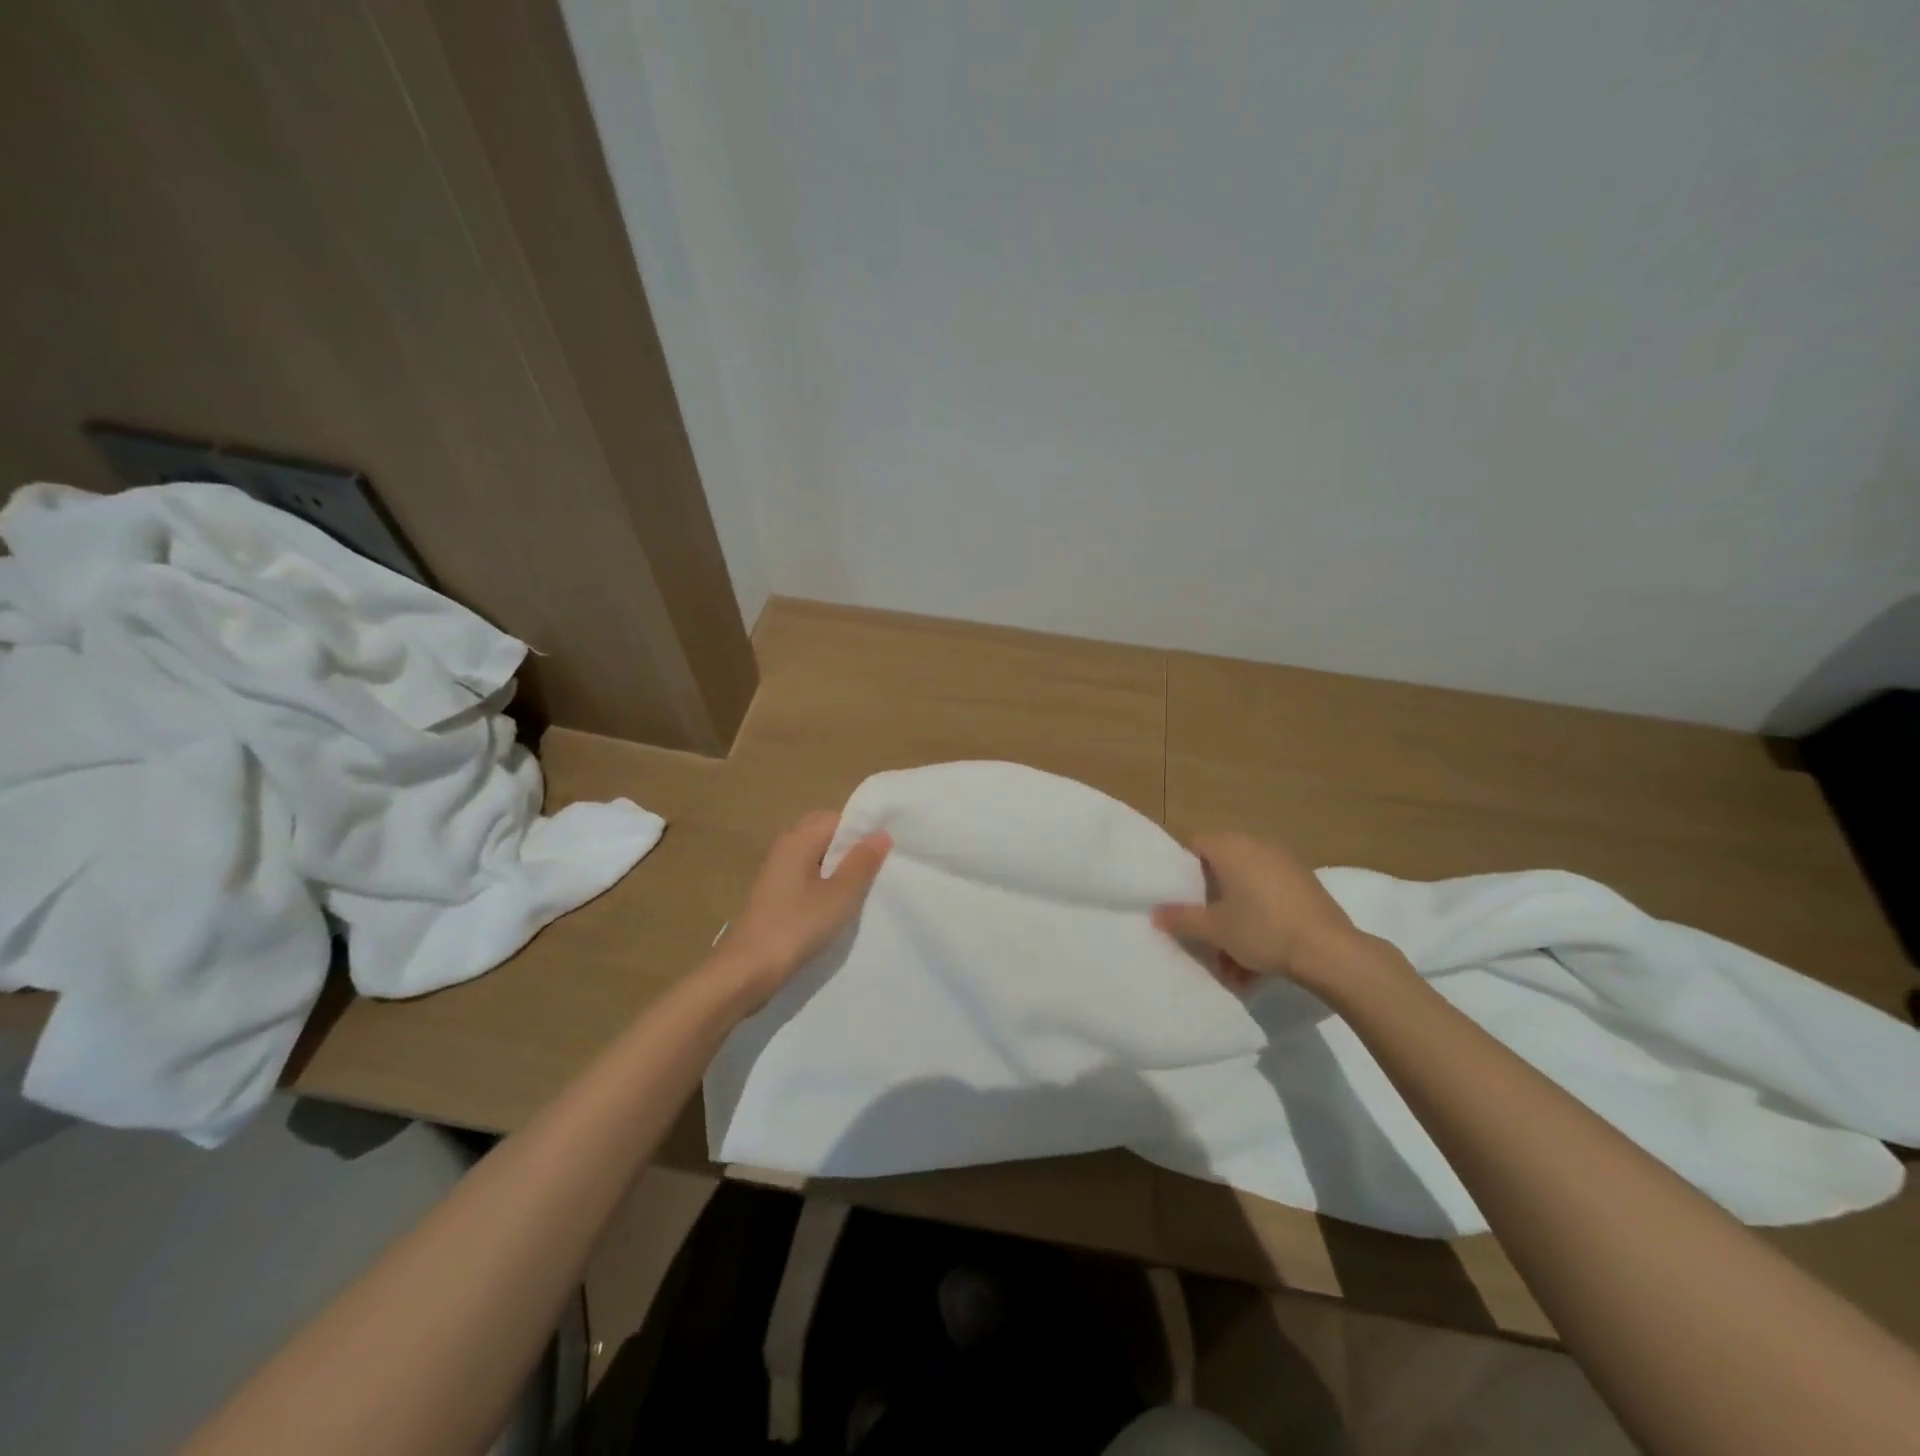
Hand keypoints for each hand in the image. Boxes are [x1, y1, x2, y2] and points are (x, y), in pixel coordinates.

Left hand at [709, 811, 891, 1009]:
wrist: (747, 971)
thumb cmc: (796, 926)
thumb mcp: (839, 895)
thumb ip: (862, 863)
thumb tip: (881, 834)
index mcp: (798, 839)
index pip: (838, 818)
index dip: (864, 830)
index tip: (890, 849)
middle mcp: (785, 847)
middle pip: (826, 835)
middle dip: (853, 849)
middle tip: (880, 869)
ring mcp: (777, 872)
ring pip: (817, 858)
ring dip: (840, 869)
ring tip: (866, 887)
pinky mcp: (775, 895)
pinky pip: (808, 877)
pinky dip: (826, 885)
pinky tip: (840, 905)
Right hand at [1151, 831, 1360, 993]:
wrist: (1329, 951)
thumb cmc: (1262, 930)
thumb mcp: (1214, 929)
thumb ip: (1182, 918)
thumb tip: (1156, 913)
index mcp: (1231, 847)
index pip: (1195, 844)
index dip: (1182, 868)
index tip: (1179, 897)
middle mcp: (1257, 845)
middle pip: (1222, 867)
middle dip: (1211, 901)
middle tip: (1204, 929)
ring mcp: (1285, 863)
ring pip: (1247, 888)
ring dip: (1235, 918)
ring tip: (1232, 961)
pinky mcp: (1306, 884)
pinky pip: (1270, 897)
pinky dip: (1260, 920)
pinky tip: (1259, 959)